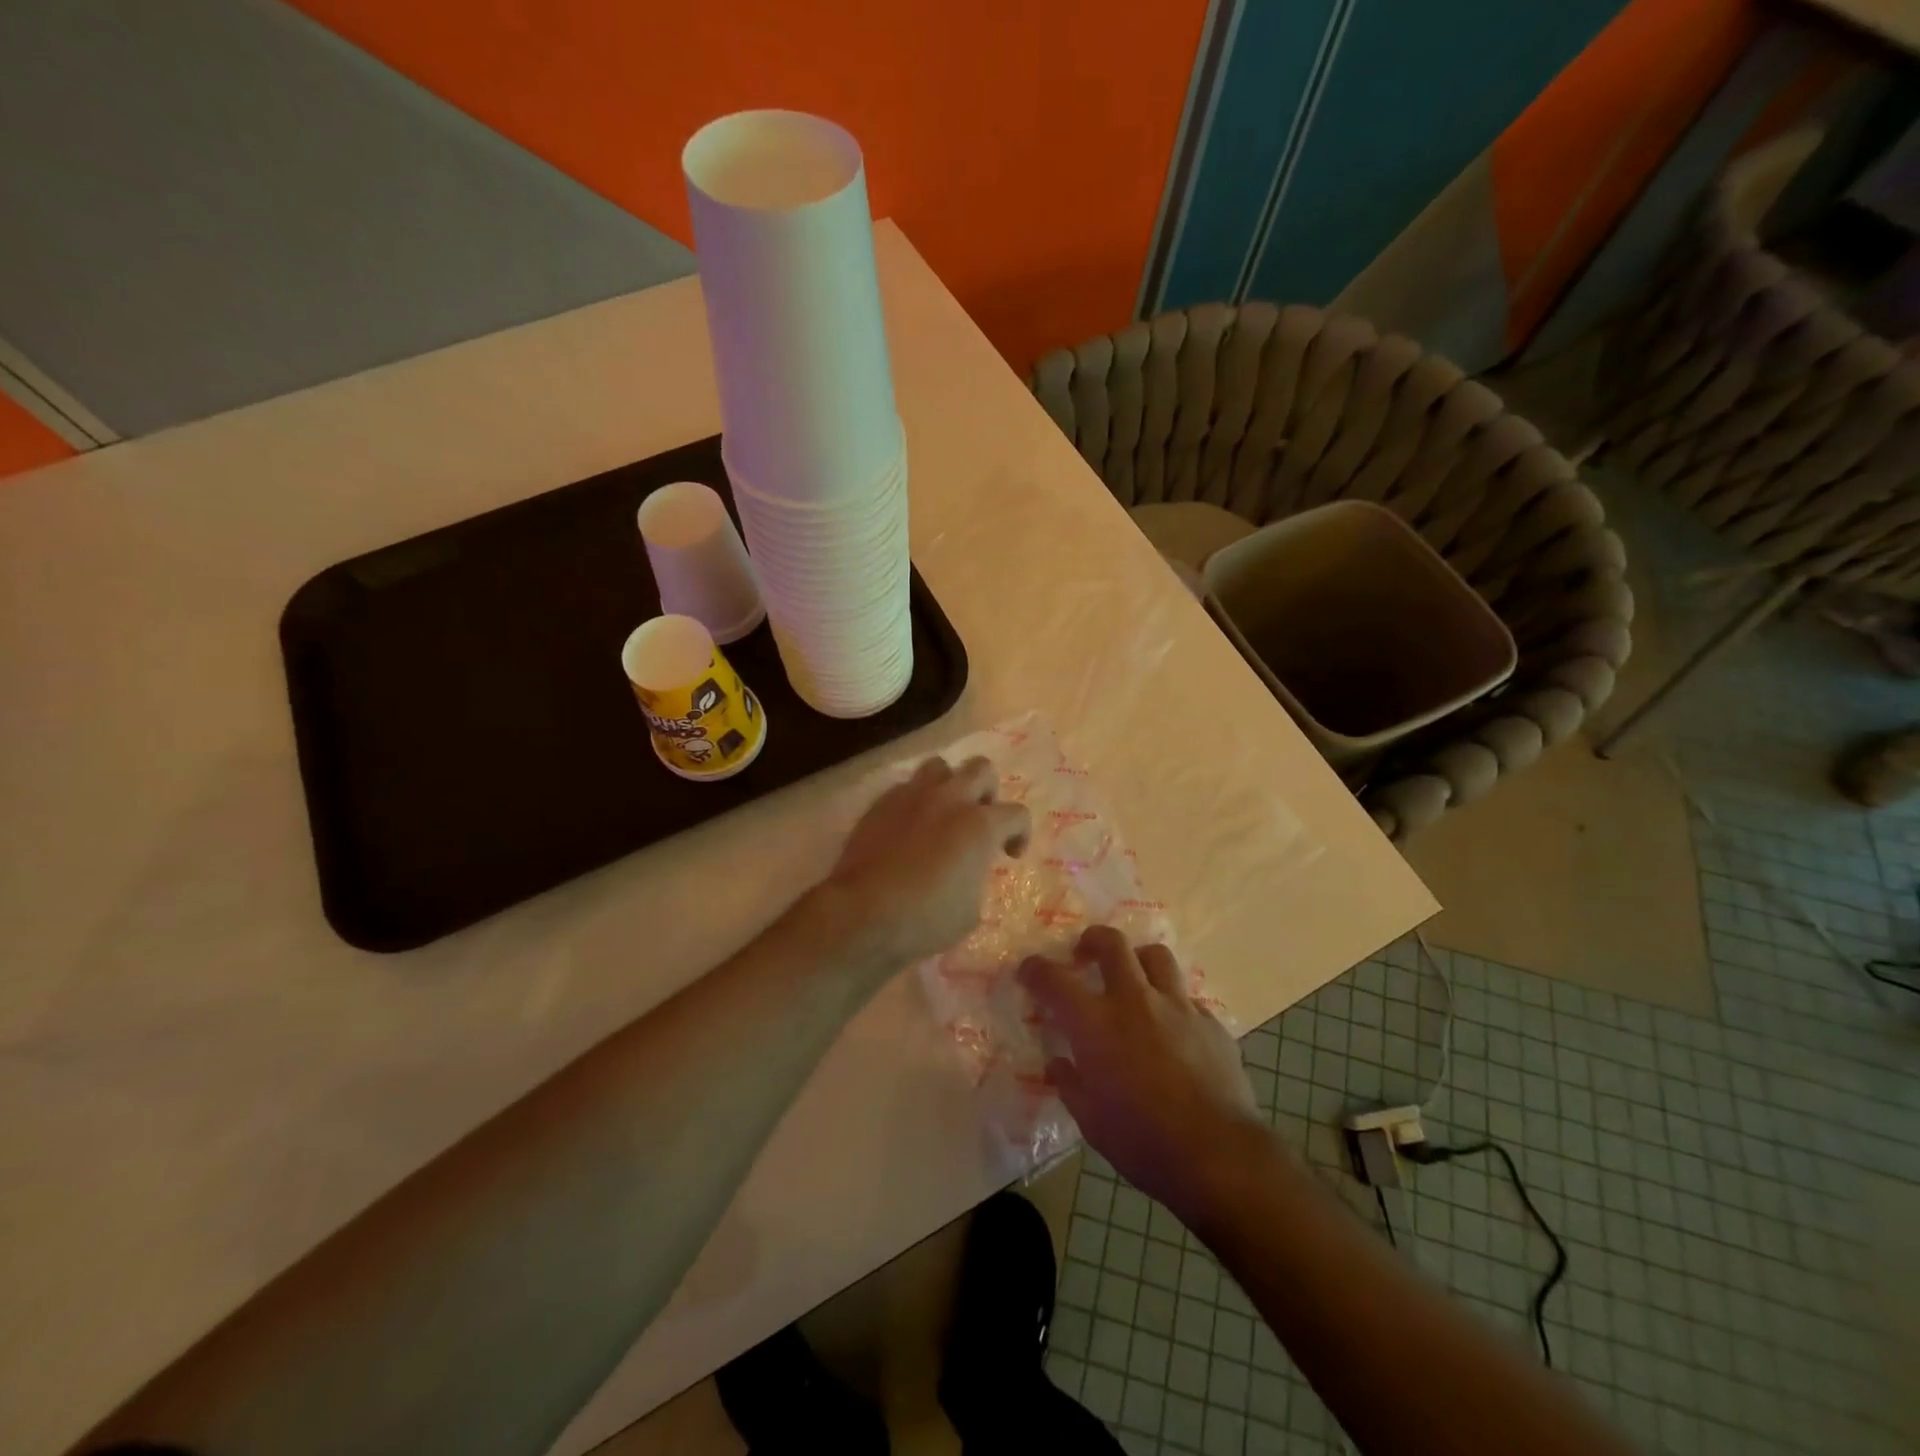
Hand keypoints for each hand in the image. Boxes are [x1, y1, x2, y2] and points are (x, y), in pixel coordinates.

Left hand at [822, 755, 1030, 968]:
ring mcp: (912, 796)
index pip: (1017, 814)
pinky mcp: (881, 803)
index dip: (1020, 833)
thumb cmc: (926, 919)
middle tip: (979, 821)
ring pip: (940, 766)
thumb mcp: (970, 909)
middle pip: (981, 769)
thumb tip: (968, 868)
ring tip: (944, 813)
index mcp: (981, 825)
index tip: (1009, 855)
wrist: (863, 914)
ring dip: (949, 785)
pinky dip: (915, 801)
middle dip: (987, 792)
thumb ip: (977, 876)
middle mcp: (950, 799)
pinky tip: (909, 827)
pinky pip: (906, 788)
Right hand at [1021, 926, 1266, 1224]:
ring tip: (1133, 978)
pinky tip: (1173, 1028)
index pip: (1055, 979)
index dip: (1036, 969)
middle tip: (1085, 953)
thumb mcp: (1090, 1120)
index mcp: (1095, 1023)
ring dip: (1138, 960)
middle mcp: (1134, 1001)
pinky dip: (1173, 1004)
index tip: (1029, 969)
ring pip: (1156, 956)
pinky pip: (1187, 998)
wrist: (1218, 1156)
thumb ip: (1070, 1083)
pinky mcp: (1211, 1023)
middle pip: (1112, 944)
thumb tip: (1058, 1063)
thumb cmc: (1142, 1141)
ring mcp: (1178, 1007)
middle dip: (1093, 940)